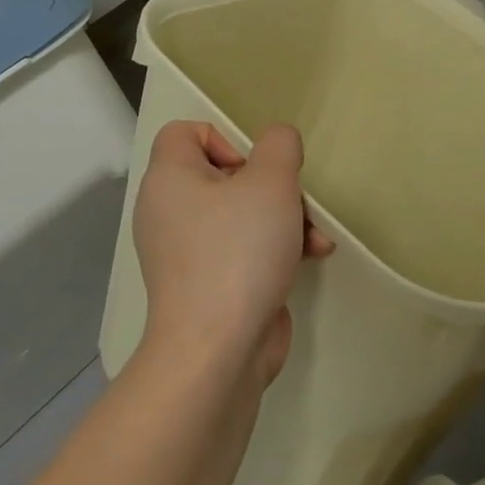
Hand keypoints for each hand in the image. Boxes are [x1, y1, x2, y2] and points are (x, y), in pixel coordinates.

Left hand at [132, 121, 332, 389]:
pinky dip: (275, 248)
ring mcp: (187, 252)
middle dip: (271, 185)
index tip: (254, 166)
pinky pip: (242, 249)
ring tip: (314, 237)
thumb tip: (277, 143)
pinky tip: (312, 257)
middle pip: (225, 174)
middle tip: (292, 202)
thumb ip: (280, 145)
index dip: (225, 138)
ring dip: (285, 217)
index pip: (185, 132)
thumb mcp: (271, 181)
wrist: (216, 353)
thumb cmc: (238, 252)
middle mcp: (169, 211)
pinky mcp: (208, 285)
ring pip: (241, 213)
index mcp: (169, 179)